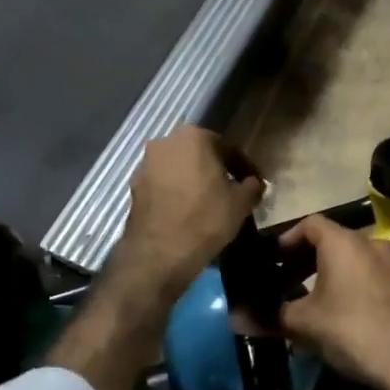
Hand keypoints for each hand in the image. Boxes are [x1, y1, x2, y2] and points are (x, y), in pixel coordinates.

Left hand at [109, 126, 264, 305]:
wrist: (159, 253)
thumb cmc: (206, 219)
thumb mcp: (241, 203)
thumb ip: (252, 186)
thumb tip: (255, 183)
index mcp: (194, 136)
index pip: (228, 149)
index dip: (244, 168)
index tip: (254, 184)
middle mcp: (165, 142)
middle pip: (199, 155)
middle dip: (215, 171)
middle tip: (230, 192)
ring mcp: (145, 165)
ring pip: (178, 170)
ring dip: (193, 182)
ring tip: (208, 204)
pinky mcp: (134, 188)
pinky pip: (163, 186)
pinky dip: (175, 194)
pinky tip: (186, 213)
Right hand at [278, 215, 389, 389]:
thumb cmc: (353, 329)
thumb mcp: (306, 324)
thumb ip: (271, 315)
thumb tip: (237, 318)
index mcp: (343, 241)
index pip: (310, 223)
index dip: (287, 239)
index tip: (271, 260)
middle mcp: (369, 243)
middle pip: (330, 242)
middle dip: (304, 261)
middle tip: (283, 283)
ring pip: (350, 261)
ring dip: (327, 276)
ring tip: (307, 303)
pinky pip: (367, 277)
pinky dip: (348, 287)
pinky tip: (337, 316)